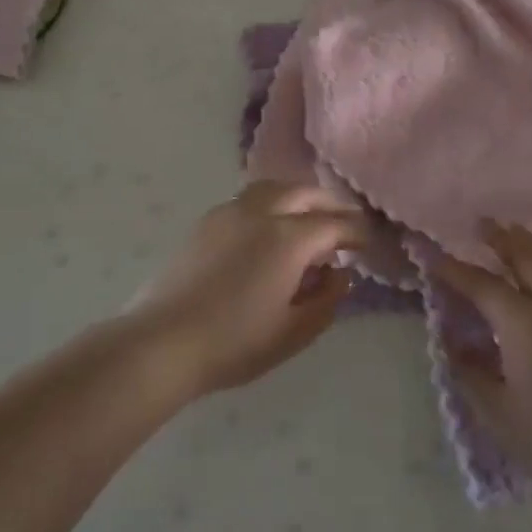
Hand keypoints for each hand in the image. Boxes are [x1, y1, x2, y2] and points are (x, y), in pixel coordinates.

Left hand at [129, 181, 365, 396]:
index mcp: (289, 238)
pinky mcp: (206, 221)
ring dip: (298, 198)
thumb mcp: (294, 331)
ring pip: (273, 188)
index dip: (357, 232)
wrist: (163, 341)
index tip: (368, 243)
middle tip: (343, 223)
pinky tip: (266, 230)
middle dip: (329, 204)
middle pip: (304, 193)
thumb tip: (340, 274)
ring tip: (305, 220)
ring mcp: (229, 212)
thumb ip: (327, 299)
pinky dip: (270, 204)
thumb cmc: (235, 343)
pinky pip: (248, 200)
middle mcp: (261, 212)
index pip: (335, 224)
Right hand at [438, 222, 531, 505]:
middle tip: (483, 223)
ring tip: (520, 233)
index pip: (481, 284)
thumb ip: (470, 375)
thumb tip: (454, 346)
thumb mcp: (498, 415)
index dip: (454, 269)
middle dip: (501, 238)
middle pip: (526, 258)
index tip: (432, 257)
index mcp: (523, 322)